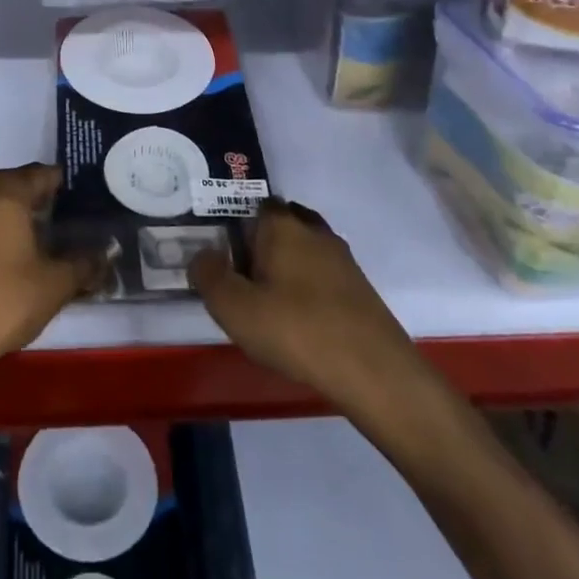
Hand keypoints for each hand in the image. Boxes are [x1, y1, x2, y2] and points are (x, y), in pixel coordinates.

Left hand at [0, 165, 101, 385]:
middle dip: (43, 200)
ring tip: (47, 241)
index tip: (86, 200)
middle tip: (71, 222)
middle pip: (18, 186)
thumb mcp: (56, 283)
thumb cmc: (5, 300)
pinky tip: (17, 257)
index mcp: (5, 193)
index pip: (43, 174)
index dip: (66, 185)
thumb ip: (84, 263)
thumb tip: (106, 254)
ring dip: (19, 216)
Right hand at [191, 199, 447, 441]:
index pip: (256, 205)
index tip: (224, 251)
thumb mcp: (234, 308)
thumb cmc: (296, 330)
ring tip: (269, 299)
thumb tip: (203, 255)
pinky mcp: (360, 289)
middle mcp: (314, 232)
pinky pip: (324, 274)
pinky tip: (299, 318)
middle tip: (243, 273)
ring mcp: (342, 260)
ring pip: (306, 248)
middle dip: (264, 241)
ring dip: (288, 265)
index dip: (237, 223)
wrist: (375, 372)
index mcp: (282, 226)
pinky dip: (309, 287)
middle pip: (283, 223)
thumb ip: (209, 276)